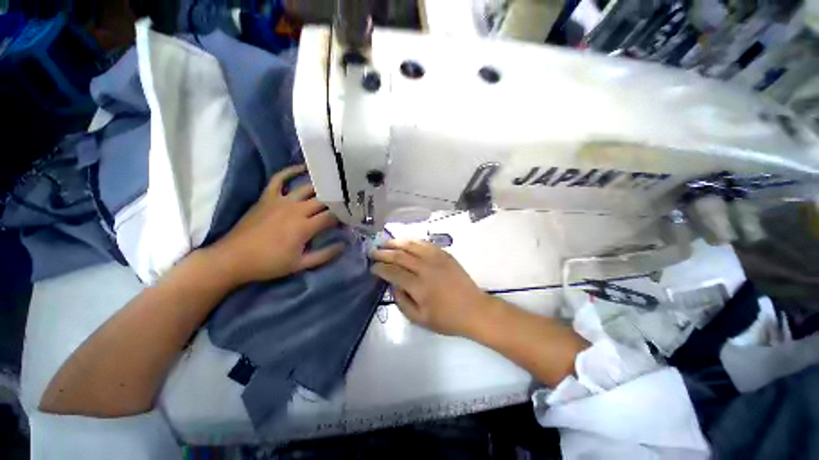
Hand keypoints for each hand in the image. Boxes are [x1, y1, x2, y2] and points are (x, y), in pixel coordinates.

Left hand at [206, 165, 343, 285]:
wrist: (233, 258)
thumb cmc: (269, 263)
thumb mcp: (300, 265)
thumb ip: (325, 255)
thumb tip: (343, 245)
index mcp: (305, 227)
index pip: (332, 216)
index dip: (343, 217)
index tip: (350, 218)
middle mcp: (296, 209)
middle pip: (323, 200)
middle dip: (337, 201)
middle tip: (347, 201)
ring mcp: (281, 200)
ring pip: (307, 188)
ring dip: (322, 186)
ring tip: (334, 184)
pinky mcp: (268, 197)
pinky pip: (280, 179)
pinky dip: (291, 171)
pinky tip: (302, 168)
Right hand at [370, 239, 489, 336]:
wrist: (474, 309)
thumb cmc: (447, 318)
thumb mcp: (419, 319)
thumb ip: (401, 302)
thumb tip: (392, 284)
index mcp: (419, 287)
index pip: (393, 272)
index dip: (380, 268)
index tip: (372, 267)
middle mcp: (426, 268)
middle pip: (399, 255)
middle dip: (383, 252)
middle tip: (373, 251)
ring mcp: (436, 258)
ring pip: (411, 245)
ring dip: (396, 242)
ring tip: (385, 243)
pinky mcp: (445, 254)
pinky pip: (425, 243)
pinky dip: (412, 241)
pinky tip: (405, 242)